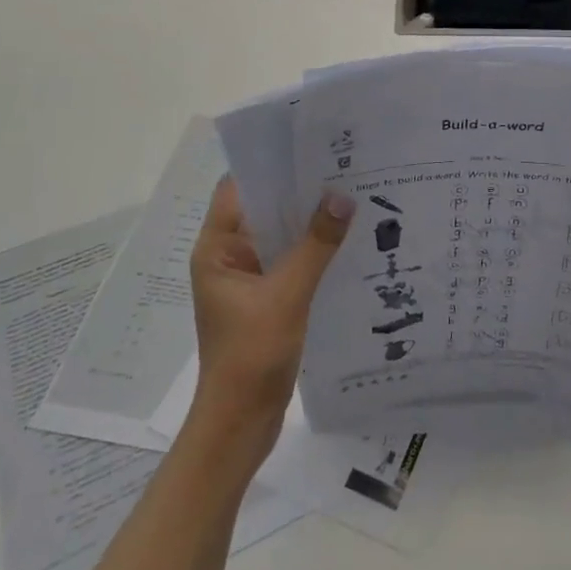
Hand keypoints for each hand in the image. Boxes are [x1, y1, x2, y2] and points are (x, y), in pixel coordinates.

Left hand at [186, 178, 353, 463]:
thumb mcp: (287, 295)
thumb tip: (342, 196)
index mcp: (218, 249)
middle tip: (344, 165)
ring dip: (309, 221)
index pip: (238, 189)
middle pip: (263, 209)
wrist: (240, 424)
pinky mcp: (267, 299)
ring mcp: (249, 279)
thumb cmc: (251, 355)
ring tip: (353, 194)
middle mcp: (230, 257)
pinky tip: (348, 241)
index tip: (308, 145)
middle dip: (299, 190)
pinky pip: (291, 261)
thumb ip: (316, 245)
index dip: (269, 164)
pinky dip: (314, 249)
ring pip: (281, 236)